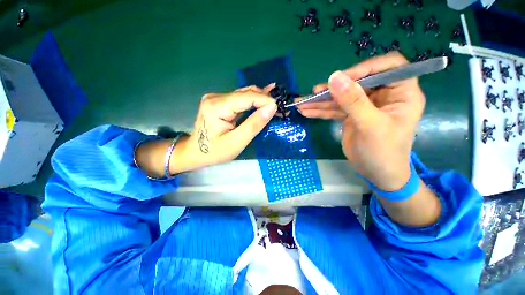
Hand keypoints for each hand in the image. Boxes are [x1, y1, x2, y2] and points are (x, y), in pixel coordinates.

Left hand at [136, 85, 276, 176]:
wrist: (195, 152)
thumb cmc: (215, 151)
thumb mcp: (236, 142)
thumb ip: (254, 124)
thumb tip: (271, 108)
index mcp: (217, 107)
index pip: (246, 97)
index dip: (265, 100)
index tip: (279, 108)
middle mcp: (216, 97)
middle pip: (246, 93)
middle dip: (264, 100)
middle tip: (279, 108)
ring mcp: (217, 98)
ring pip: (244, 94)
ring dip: (260, 100)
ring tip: (274, 106)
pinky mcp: (220, 101)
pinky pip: (240, 98)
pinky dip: (253, 101)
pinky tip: (264, 98)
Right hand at [297, 52, 424, 190]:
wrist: (376, 173)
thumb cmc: (383, 152)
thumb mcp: (370, 126)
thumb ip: (353, 101)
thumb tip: (334, 77)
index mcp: (401, 92)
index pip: (388, 66)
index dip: (365, 68)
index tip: (341, 78)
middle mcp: (382, 95)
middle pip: (357, 82)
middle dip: (334, 88)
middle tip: (314, 93)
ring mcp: (364, 105)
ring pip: (341, 97)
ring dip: (321, 101)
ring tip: (302, 103)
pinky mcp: (350, 115)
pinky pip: (334, 109)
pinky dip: (320, 111)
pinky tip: (306, 111)